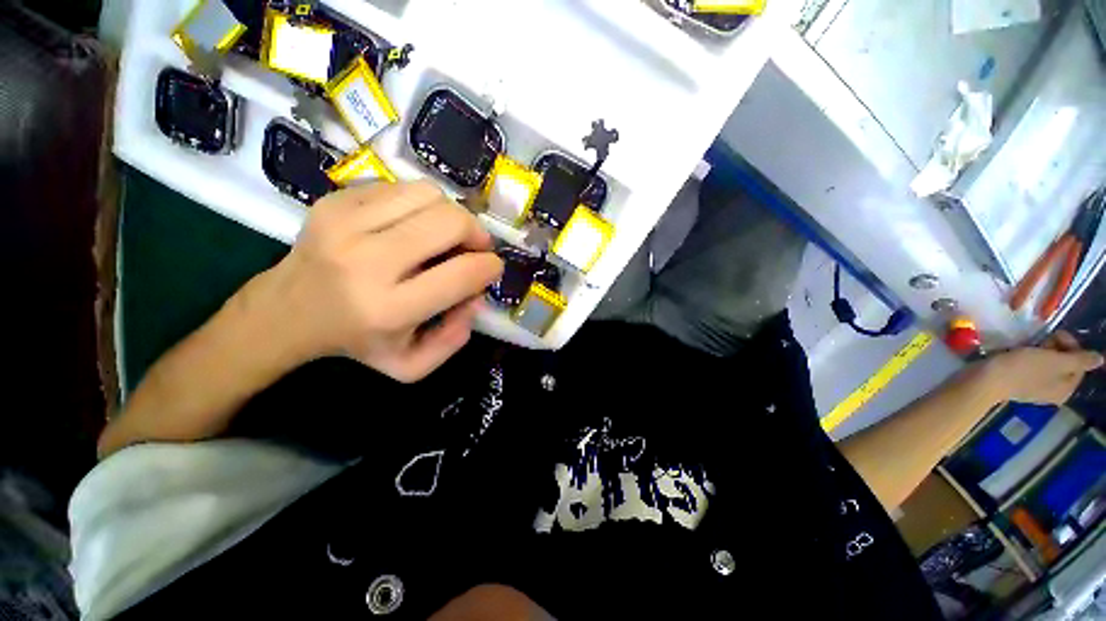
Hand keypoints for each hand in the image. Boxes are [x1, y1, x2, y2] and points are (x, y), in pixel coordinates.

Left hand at [257, 181, 502, 381]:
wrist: (286, 312)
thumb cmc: (358, 342)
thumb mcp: (412, 364)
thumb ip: (454, 339)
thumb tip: (476, 297)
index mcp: (389, 309)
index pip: (462, 274)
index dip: (490, 266)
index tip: (492, 267)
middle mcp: (367, 261)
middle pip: (450, 222)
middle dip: (476, 233)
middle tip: (474, 246)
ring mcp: (345, 223)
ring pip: (428, 195)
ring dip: (450, 214)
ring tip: (444, 234)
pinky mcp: (333, 201)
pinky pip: (400, 187)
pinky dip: (419, 204)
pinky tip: (412, 224)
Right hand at [979, 331, 1103, 405]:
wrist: (985, 380)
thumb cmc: (1022, 370)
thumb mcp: (1054, 361)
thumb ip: (1079, 359)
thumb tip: (1101, 359)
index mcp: (1066, 389)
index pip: (1079, 363)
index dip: (1070, 345)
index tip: (1054, 334)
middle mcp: (1054, 392)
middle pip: (1064, 365)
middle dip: (1055, 349)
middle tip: (1041, 341)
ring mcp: (1034, 389)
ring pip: (1047, 365)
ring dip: (1040, 352)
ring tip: (1027, 347)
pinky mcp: (1018, 384)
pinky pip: (1031, 368)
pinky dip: (1028, 359)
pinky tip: (1017, 355)